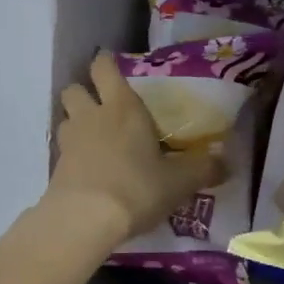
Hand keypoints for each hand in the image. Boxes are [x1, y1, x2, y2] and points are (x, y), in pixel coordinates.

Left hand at [46, 52, 220, 243]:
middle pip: (74, 87)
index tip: (117, 71)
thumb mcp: (180, 181)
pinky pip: (62, 148)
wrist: (84, 220)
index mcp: (122, 106)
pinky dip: (72, 153)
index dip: (107, 64)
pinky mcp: (55, 167)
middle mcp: (91, 115)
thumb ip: (204, 169)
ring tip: (95, 138)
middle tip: (104, 107)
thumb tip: (228, 163)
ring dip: (76, 121)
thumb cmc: (136, 188)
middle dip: (85, 92)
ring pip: (65, 117)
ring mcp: (69, 140)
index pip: (104, 66)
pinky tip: (89, 169)